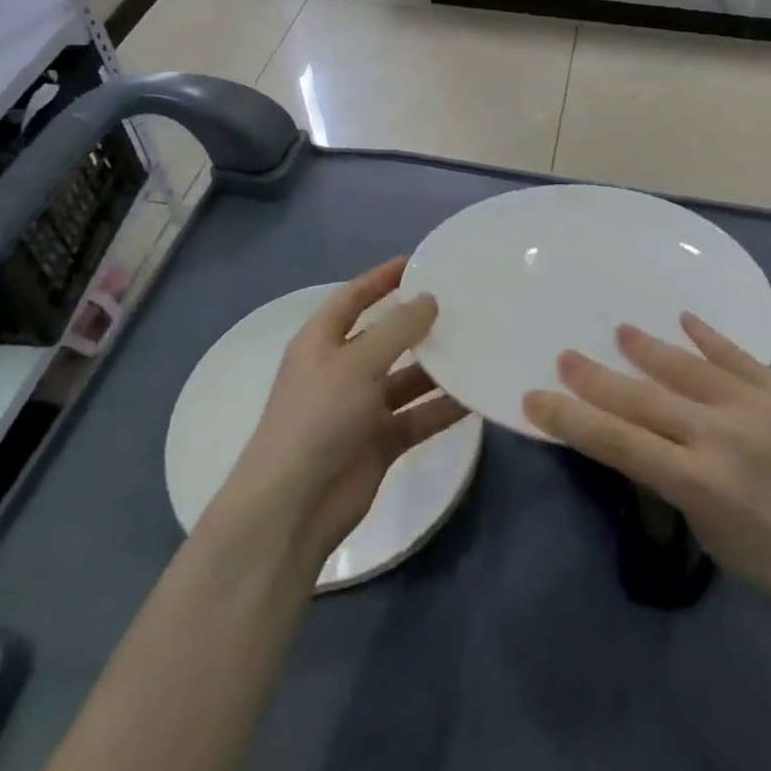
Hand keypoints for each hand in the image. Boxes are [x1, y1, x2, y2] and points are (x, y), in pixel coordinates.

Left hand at [209, 258, 469, 567]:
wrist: (292, 508)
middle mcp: (341, 369)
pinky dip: (442, 408)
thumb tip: (429, 300)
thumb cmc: (317, 418)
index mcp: (321, 342)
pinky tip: (476, 396)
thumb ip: (397, 329)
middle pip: (385, 337)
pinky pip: (418, 416)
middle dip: (419, 323)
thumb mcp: (357, 363)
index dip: (381, 278)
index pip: (353, 297)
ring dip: (438, 367)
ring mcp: (361, 408)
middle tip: (463, 305)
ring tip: (479, 346)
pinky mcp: (380, 441)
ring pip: (407, 378)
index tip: (419, 262)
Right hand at [522, 314, 770, 631]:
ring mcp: (756, 407)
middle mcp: (720, 435)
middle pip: (642, 398)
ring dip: (648, 348)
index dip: (571, 418)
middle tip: (566, 354)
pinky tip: (685, 318)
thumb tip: (647, 442)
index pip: (616, 442)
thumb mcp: (714, 539)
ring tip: (620, 331)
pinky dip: (708, 337)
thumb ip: (676, 485)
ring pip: (686, 366)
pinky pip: (738, 357)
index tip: (535, 397)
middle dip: (596, 377)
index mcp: (697, 483)